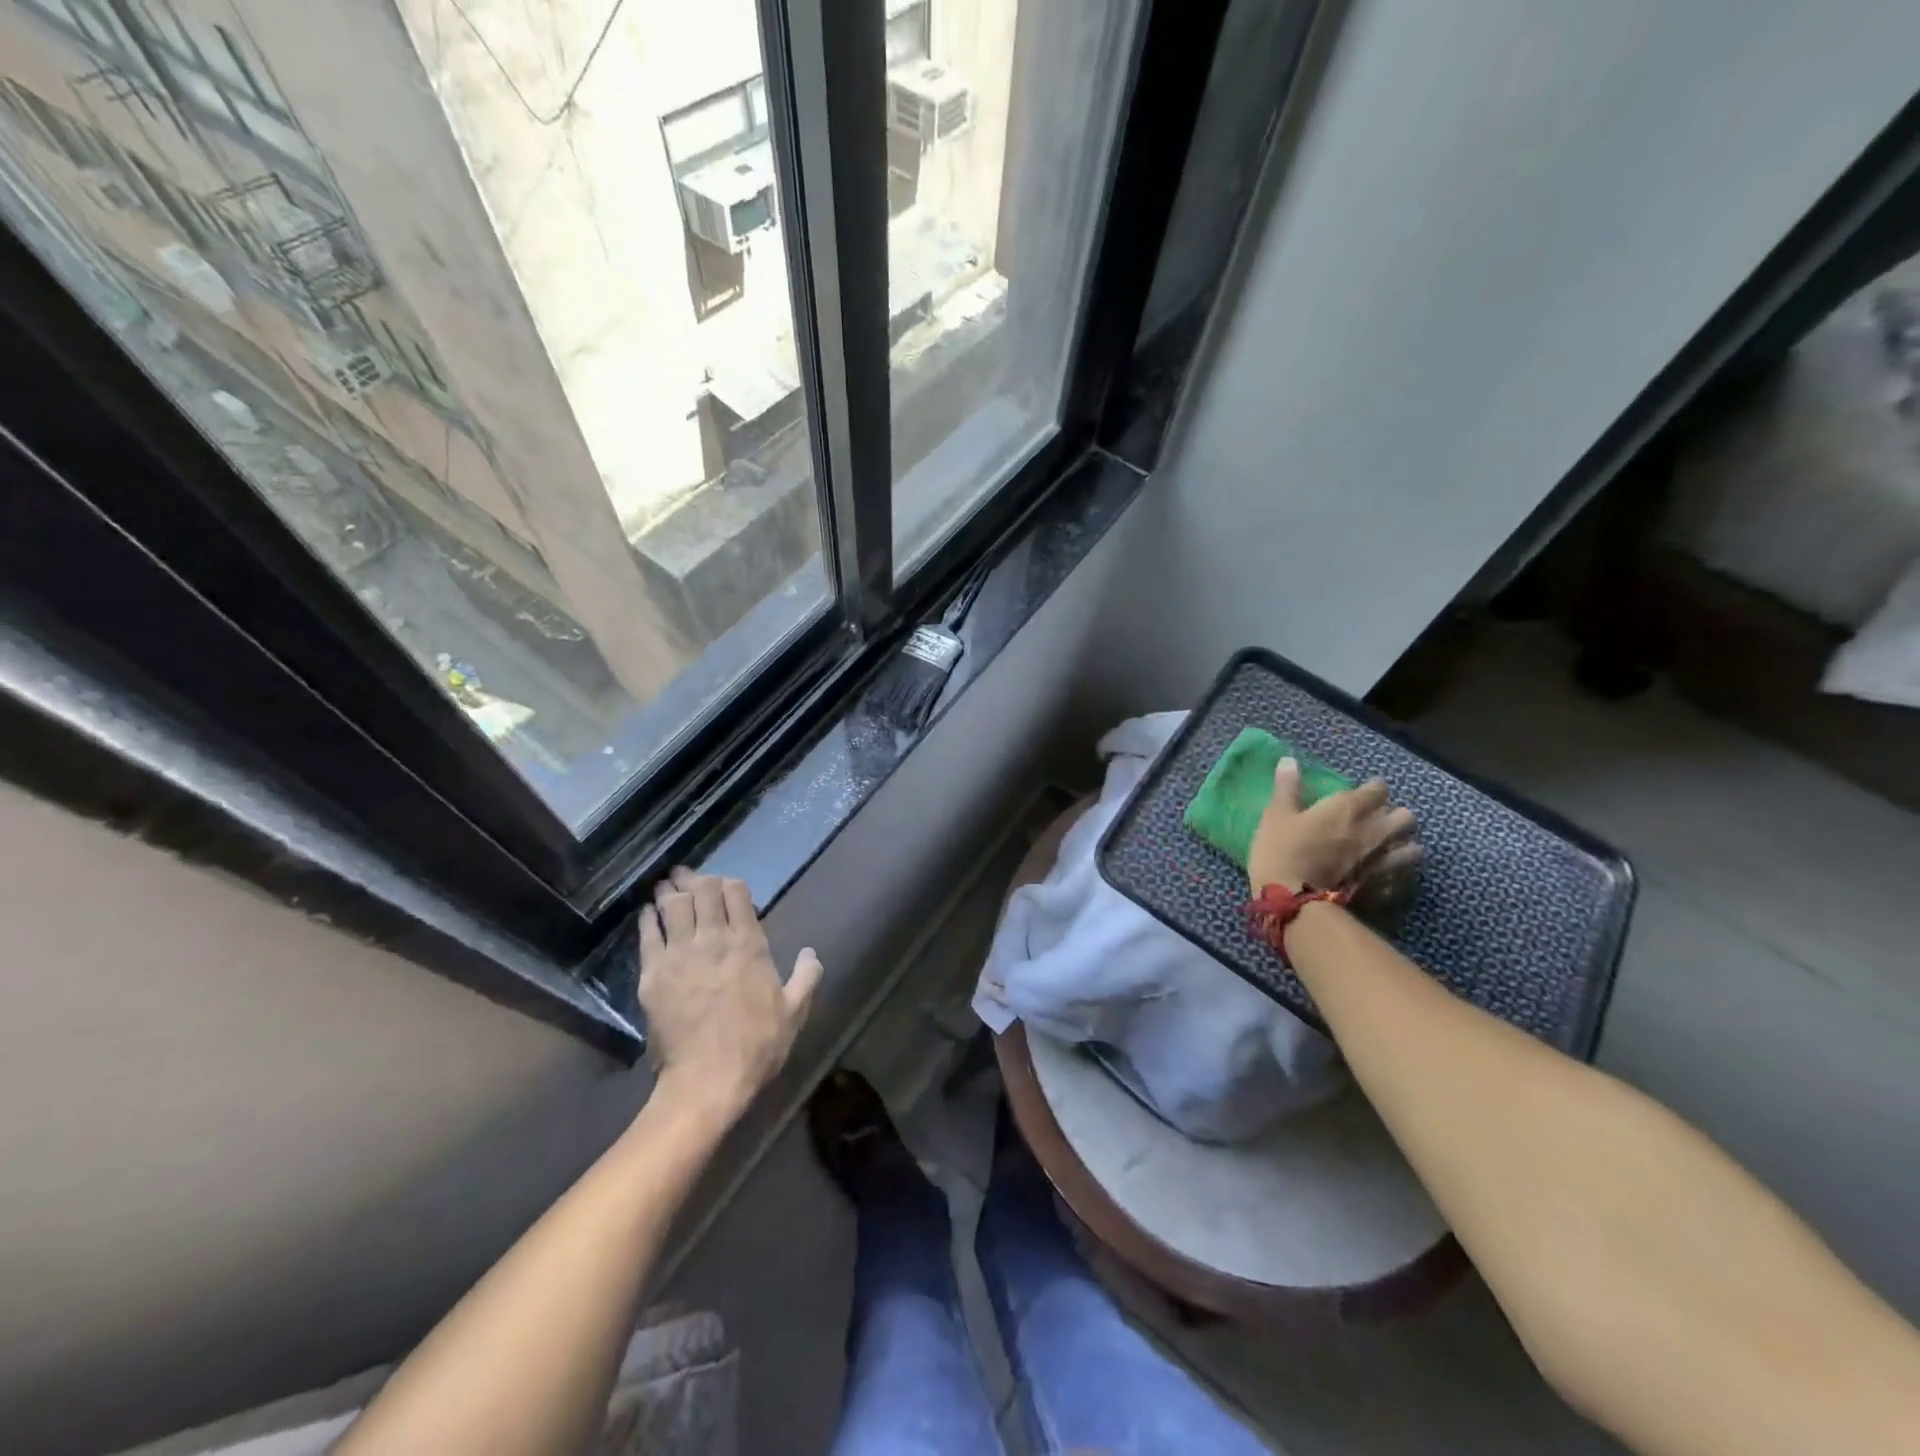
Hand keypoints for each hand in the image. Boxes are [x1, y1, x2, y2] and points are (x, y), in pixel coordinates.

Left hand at [638, 868, 823, 1123]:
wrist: (707, 1080)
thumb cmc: (757, 1045)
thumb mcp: (795, 1011)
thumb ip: (806, 976)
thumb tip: (810, 953)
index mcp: (749, 943)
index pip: (735, 892)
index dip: (729, 883)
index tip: (724, 885)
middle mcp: (713, 939)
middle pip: (701, 891)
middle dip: (696, 879)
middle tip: (689, 876)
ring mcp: (680, 953)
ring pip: (672, 905)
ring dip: (670, 891)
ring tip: (667, 885)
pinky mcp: (653, 973)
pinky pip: (648, 933)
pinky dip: (648, 917)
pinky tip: (649, 912)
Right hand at [1247, 759, 1420, 893]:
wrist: (1294, 902)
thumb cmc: (1282, 851)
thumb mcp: (1276, 815)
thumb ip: (1288, 788)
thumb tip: (1290, 761)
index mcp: (1349, 808)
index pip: (1378, 789)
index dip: (1372, 789)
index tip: (1362, 792)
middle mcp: (1375, 831)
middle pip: (1405, 817)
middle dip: (1394, 815)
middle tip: (1376, 820)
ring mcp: (1383, 862)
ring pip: (1413, 848)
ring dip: (1403, 846)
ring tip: (1388, 849)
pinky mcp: (1383, 888)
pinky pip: (1402, 878)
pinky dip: (1397, 875)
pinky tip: (1384, 877)